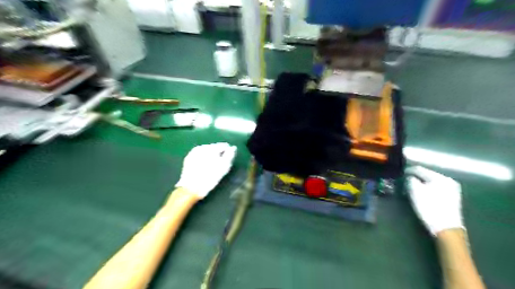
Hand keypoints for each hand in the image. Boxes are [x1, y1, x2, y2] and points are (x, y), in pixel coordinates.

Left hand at [174, 143, 234, 198]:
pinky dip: (203, 158)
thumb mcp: (223, 167)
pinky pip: (199, 155)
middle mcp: (201, 147)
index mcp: (210, 148)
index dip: (227, 151)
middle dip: (218, 153)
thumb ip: (229, 155)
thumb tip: (233, 148)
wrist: (192, 188)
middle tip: (221, 163)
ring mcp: (193, 152)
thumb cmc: (210, 178)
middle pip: (213, 147)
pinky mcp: (188, 158)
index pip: (222, 146)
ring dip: (210, 155)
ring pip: (206, 151)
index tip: (228, 159)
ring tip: (213, 165)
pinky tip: (204, 166)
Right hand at [404, 166, 464, 235]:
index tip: (400, 174)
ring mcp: (452, 189)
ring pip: (431, 182)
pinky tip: (422, 193)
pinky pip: (436, 188)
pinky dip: (427, 188)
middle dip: (415, 177)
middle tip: (405, 181)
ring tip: (412, 187)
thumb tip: (410, 177)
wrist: (446, 229)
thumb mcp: (415, 191)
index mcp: (440, 177)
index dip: (408, 171)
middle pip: (427, 175)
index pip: (420, 169)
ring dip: (421, 183)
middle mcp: (448, 180)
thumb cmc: (429, 207)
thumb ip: (411, 180)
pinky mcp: (452, 198)